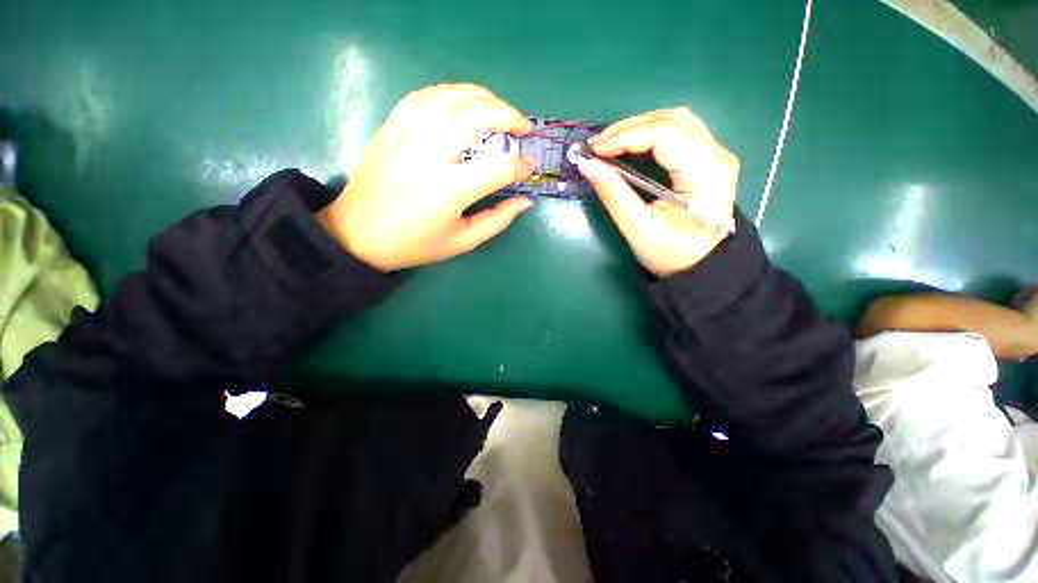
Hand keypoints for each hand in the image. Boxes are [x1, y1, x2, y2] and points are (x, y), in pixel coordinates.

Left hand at [318, 84, 535, 270]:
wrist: (357, 233)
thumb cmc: (414, 244)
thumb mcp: (462, 242)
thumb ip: (497, 220)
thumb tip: (525, 200)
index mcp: (449, 190)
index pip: (498, 166)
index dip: (520, 165)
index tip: (528, 168)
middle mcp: (429, 153)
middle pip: (478, 115)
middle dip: (509, 116)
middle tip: (522, 127)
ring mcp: (407, 133)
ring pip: (453, 96)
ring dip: (484, 98)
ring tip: (499, 111)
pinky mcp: (392, 125)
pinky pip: (427, 95)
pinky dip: (453, 94)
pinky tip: (464, 104)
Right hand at [577, 107, 738, 277]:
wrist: (700, 265)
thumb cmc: (671, 253)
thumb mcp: (638, 229)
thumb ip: (613, 195)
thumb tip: (587, 166)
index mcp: (705, 173)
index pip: (665, 135)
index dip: (626, 136)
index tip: (594, 149)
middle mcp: (717, 155)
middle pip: (671, 121)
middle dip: (628, 129)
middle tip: (596, 146)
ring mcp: (715, 154)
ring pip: (675, 120)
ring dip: (638, 127)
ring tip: (610, 143)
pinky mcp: (707, 158)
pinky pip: (678, 131)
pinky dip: (649, 133)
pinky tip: (631, 144)